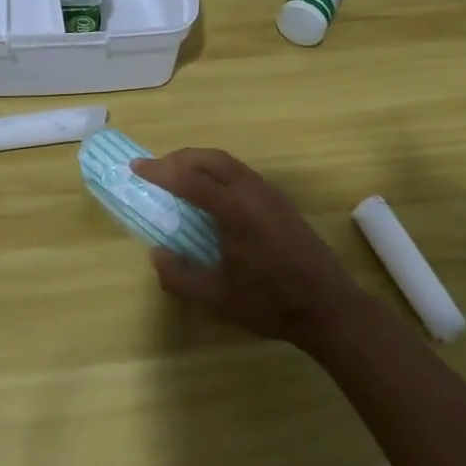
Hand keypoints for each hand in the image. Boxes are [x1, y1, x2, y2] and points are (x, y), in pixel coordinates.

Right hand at [132, 148, 366, 350]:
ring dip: (200, 163)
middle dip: (180, 159)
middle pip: (210, 159)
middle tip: (156, 170)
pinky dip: (218, 172)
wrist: (329, 307)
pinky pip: (242, 173)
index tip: (136, 167)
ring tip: (179, 179)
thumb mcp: (215, 299)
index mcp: (235, 209)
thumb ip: (178, 276)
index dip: (159, 171)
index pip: (189, 179)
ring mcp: (270, 193)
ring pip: (229, 163)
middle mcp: (253, 191)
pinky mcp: (281, 202)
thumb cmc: (270, 303)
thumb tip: (156, 253)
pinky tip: (212, 195)